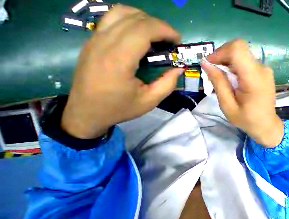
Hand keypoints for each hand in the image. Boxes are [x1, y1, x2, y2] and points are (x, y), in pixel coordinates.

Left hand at [61, 5, 182, 138]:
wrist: (85, 112)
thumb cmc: (118, 108)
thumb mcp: (150, 101)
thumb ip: (168, 84)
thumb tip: (179, 69)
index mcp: (119, 60)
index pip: (143, 29)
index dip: (164, 29)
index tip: (178, 39)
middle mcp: (104, 43)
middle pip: (134, 18)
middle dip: (158, 24)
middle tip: (170, 39)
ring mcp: (95, 39)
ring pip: (121, 12)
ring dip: (143, 18)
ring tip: (155, 34)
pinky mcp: (92, 41)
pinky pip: (112, 19)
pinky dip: (130, 20)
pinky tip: (138, 35)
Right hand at [201, 40, 283, 147]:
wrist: (266, 125)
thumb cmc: (247, 120)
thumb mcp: (228, 106)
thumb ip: (218, 83)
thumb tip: (206, 63)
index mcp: (254, 79)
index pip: (237, 49)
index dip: (220, 53)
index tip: (210, 66)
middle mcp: (262, 69)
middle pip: (239, 50)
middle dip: (222, 59)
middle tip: (215, 75)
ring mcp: (265, 70)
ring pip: (242, 56)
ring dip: (228, 65)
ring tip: (224, 82)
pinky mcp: (264, 73)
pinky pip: (247, 63)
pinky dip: (236, 69)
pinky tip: (234, 83)